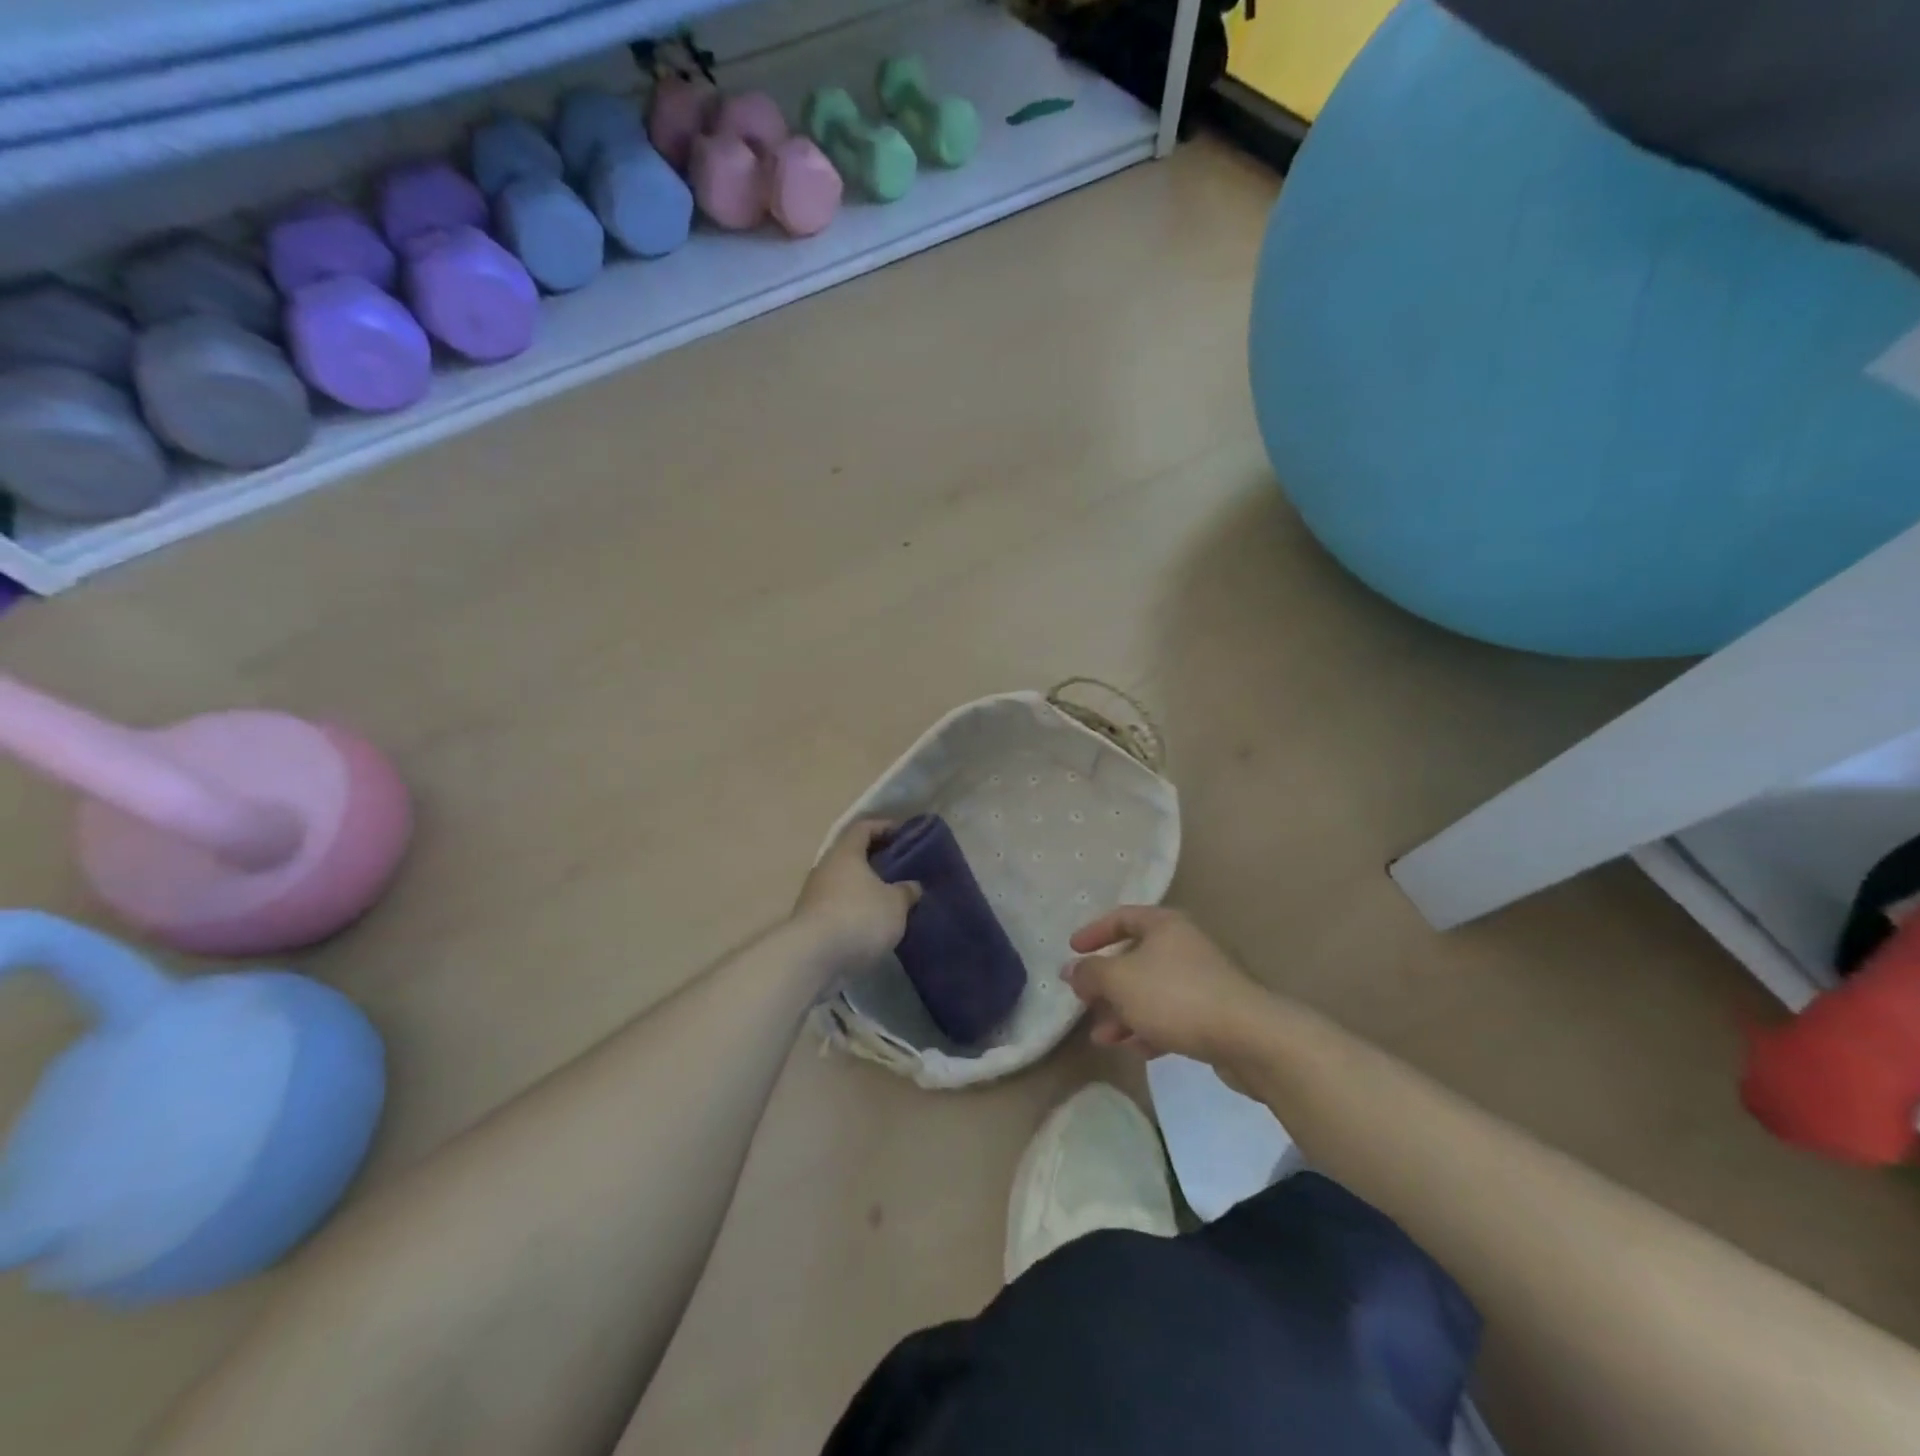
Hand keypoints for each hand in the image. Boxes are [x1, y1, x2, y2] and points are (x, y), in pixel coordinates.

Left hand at [793, 819, 920, 968]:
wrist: (812, 958)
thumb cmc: (858, 917)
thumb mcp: (895, 904)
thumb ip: (906, 891)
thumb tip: (912, 886)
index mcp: (845, 853)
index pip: (864, 827)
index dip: (885, 827)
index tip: (904, 834)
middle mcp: (825, 868)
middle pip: (852, 855)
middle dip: (876, 860)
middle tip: (901, 868)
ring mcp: (813, 895)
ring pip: (844, 882)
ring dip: (864, 888)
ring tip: (890, 899)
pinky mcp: (810, 922)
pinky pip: (838, 906)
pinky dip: (855, 909)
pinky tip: (872, 923)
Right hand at [1064, 907, 1271, 1066]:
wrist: (1250, 1037)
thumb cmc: (1175, 995)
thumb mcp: (1120, 981)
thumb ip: (1091, 973)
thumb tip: (1071, 970)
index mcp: (1165, 925)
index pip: (1122, 917)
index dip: (1095, 932)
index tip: (1073, 950)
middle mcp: (1184, 946)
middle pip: (1136, 958)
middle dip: (1107, 984)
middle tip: (1086, 1003)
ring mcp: (1203, 980)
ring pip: (1152, 991)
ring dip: (1123, 1013)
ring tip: (1103, 1038)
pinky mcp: (1215, 1014)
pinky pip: (1173, 1016)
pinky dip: (1150, 1028)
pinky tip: (1135, 1050)